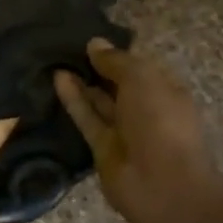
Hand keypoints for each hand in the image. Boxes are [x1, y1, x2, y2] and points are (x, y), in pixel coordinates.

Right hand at [54, 40, 213, 217]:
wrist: (161, 184)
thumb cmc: (160, 120)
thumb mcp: (141, 78)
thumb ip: (116, 61)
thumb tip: (94, 43)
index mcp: (165, 90)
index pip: (139, 67)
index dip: (117, 53)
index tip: (92, 38)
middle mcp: (146, 109)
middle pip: (118, 84)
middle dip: (97, 67)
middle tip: (67, 45)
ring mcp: (124, 131)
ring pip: (100, 102)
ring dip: (82, 81)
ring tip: (57, 57)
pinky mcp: (102, 148)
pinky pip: (87, 118)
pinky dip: (73, 99)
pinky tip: (57, 77)